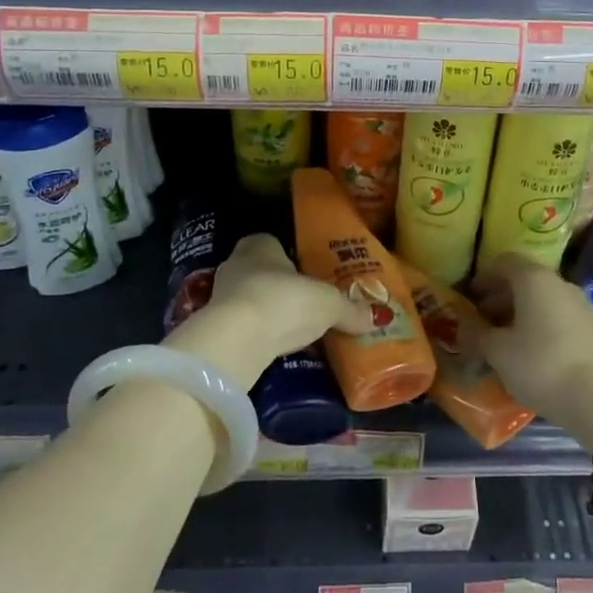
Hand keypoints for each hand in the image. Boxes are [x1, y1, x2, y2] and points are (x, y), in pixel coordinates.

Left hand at [163, 234, 373, 387]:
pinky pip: (241, 328)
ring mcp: (219, 297)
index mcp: (259, 245)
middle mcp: (235, 264)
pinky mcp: (213, 330)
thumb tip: (379, 317)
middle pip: (261, 272)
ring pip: (249, 300)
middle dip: (281, 288)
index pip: (272, 243)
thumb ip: (350, 309)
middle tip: (307, 305)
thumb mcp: (328, 304)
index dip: (290, 258)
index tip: (308, 275)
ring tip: (294, 331)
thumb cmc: (283, 302)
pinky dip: (256, 336)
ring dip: (267, 313)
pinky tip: (273, 350)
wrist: (235, 342)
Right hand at [465, 254, 592, 444]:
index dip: (484, 277)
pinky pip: (560, 317)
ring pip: (544, 299)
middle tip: (483, 321)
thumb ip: (477, 334)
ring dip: (522, 313)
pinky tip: (532, 353)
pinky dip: (542, 326)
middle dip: (501, 298)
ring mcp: (581, 305)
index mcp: (534, 279)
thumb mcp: (498, 352)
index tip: (470, 297)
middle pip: (525, 280)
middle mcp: (559, 283)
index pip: (504, 262)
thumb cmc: (540, 365)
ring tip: (505, 340)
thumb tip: (464, 326)